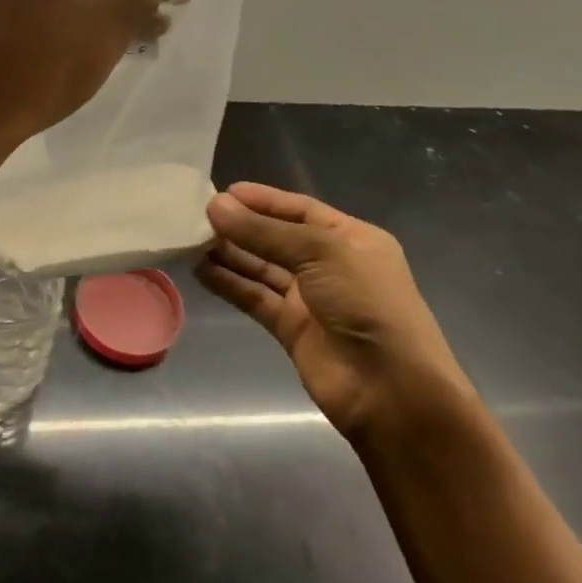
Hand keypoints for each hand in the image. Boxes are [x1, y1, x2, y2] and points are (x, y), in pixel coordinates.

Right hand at [196, 183, 475, 440]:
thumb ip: (264, 231)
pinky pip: (254, 298)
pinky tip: (201, 271)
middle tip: (198, 216)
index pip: (301, 210)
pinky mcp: (291, 329)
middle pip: (278, 238)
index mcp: (352, 239)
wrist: (391, 390)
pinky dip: (229, 284)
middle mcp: (330, 265)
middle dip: (242, 226)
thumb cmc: (367, 304)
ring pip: (262, 268)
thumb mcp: (320, 253)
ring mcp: (310, 299)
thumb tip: (215, 205)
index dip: (263, 200)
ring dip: (230, 254)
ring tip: (191, 240)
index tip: (223, 192)